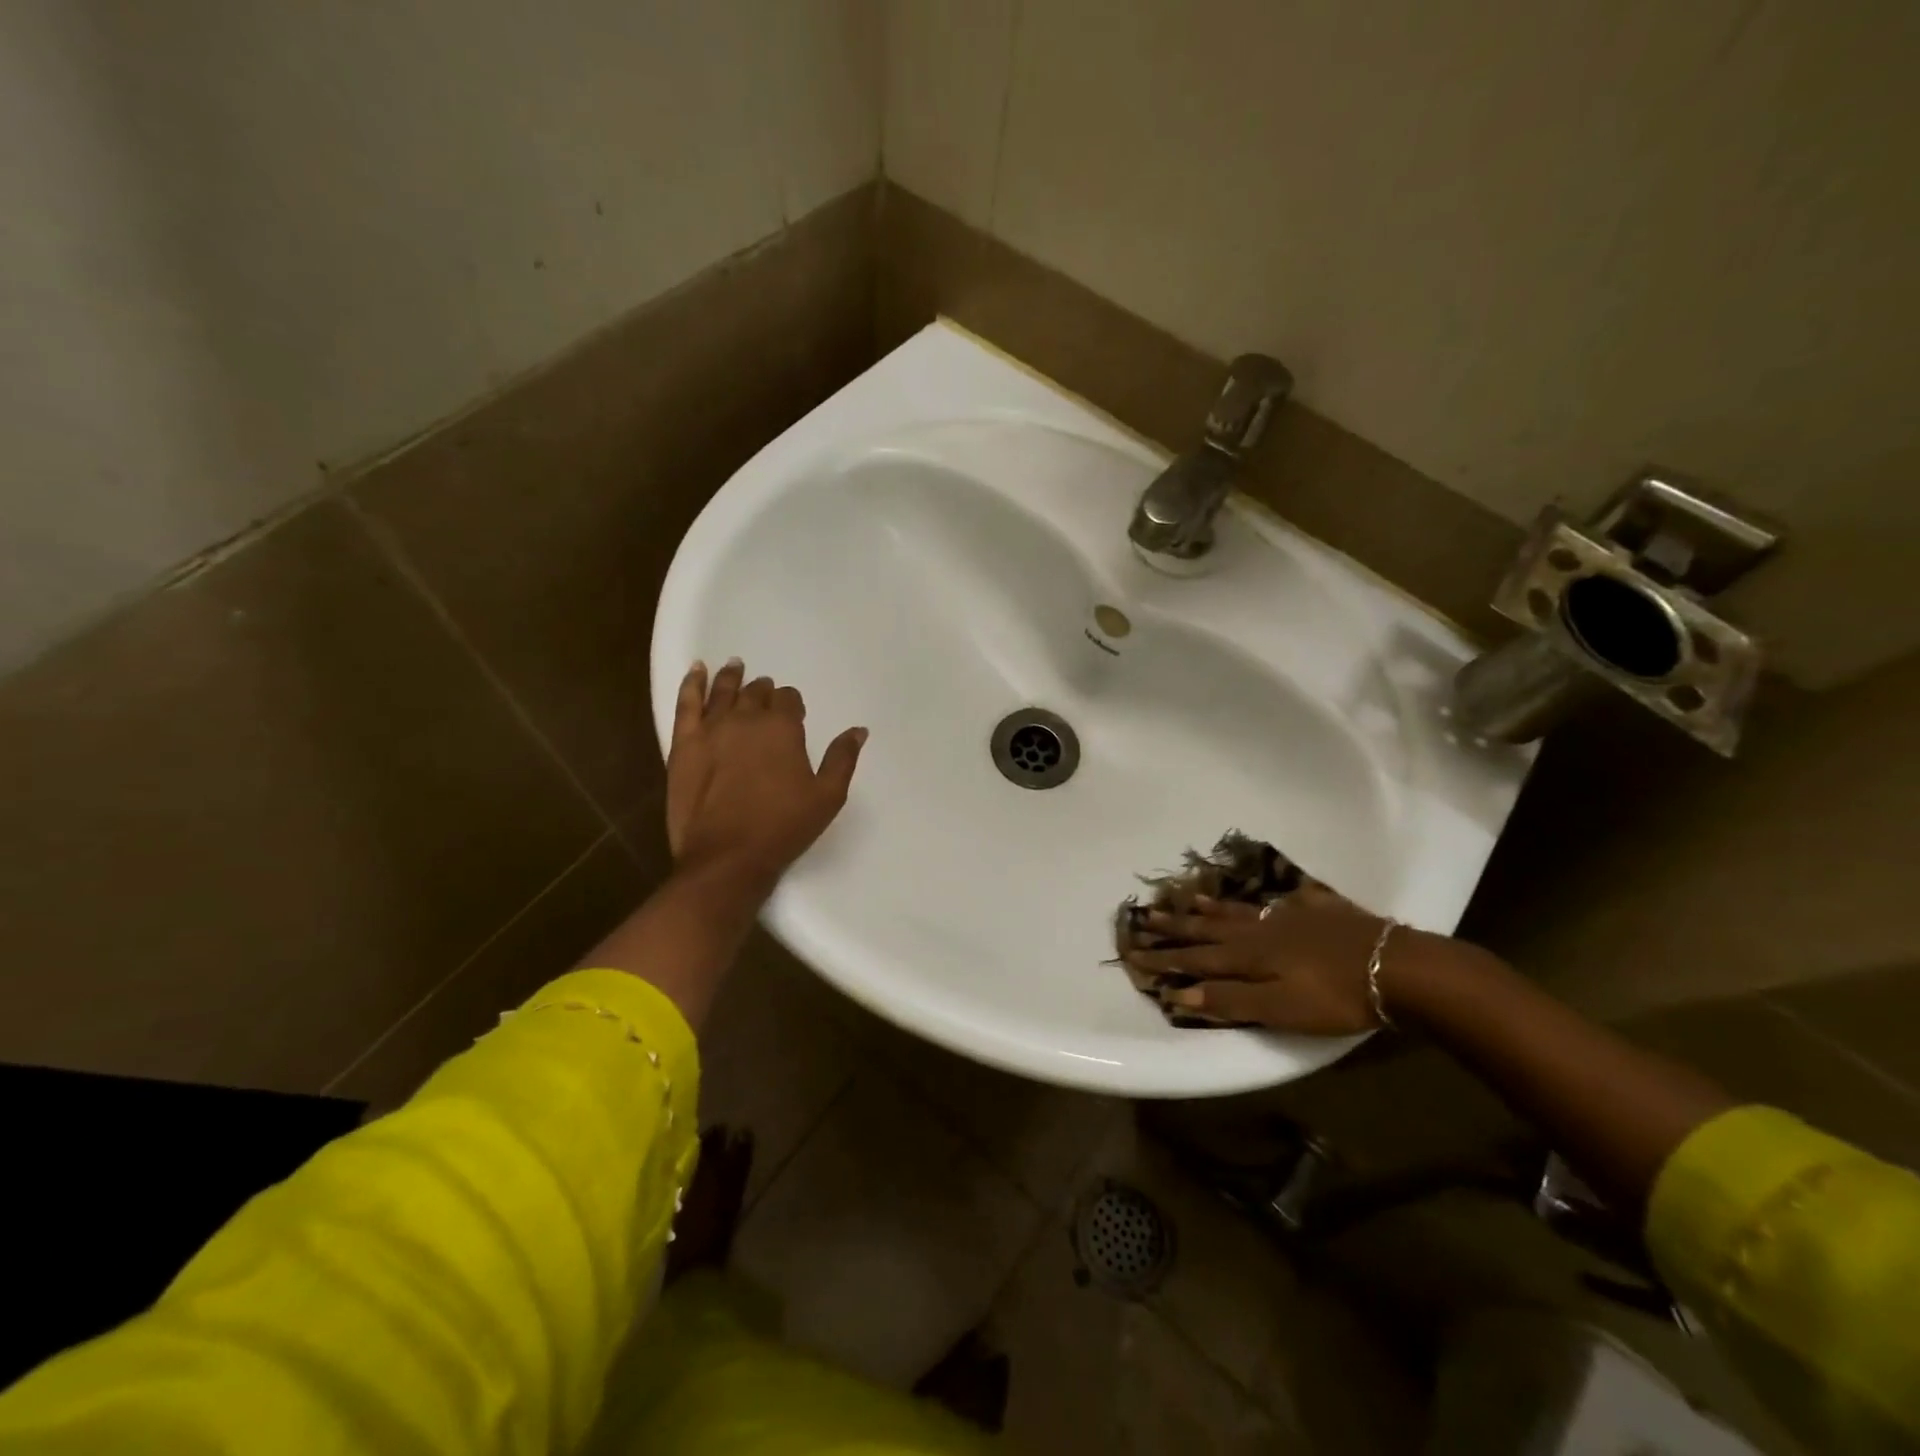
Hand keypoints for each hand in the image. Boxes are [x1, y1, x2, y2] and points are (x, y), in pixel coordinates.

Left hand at [666, 659, 866, 890]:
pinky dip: (693, 683)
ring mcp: (711, 730)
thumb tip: (858, 730)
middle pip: (755, 693)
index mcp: (782, 728)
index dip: (792, 703)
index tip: (794, 712)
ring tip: (736, 666)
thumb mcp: (827, 796)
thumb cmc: (783, 827)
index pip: (788, 700)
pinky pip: (687, 704)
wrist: (727, 857)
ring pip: (723, 692)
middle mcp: (746, 719)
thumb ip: (842, 758)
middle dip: (763, 691)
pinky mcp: (683, 745)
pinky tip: (697, 671)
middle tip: (765, 691)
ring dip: (732, 677)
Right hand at [1123, 884, 1393, 1033]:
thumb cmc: (1336, 997)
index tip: (1133, 953)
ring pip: (1242, 911)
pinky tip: (1271, 896)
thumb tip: (1180, 994)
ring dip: (1212, 908)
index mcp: (1249, 955)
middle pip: (1211, 928)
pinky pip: (1286, 900)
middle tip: (1146, 915)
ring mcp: (1291, 916)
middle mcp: (1262, 930)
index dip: (1164, 958)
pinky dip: (1269, 899)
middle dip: (1177, 926)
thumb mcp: (1280, 1009)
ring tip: (1190, 899)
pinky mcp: (1321, 911)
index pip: (1196, 958)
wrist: (1398, 967)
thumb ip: (1231, 1001)